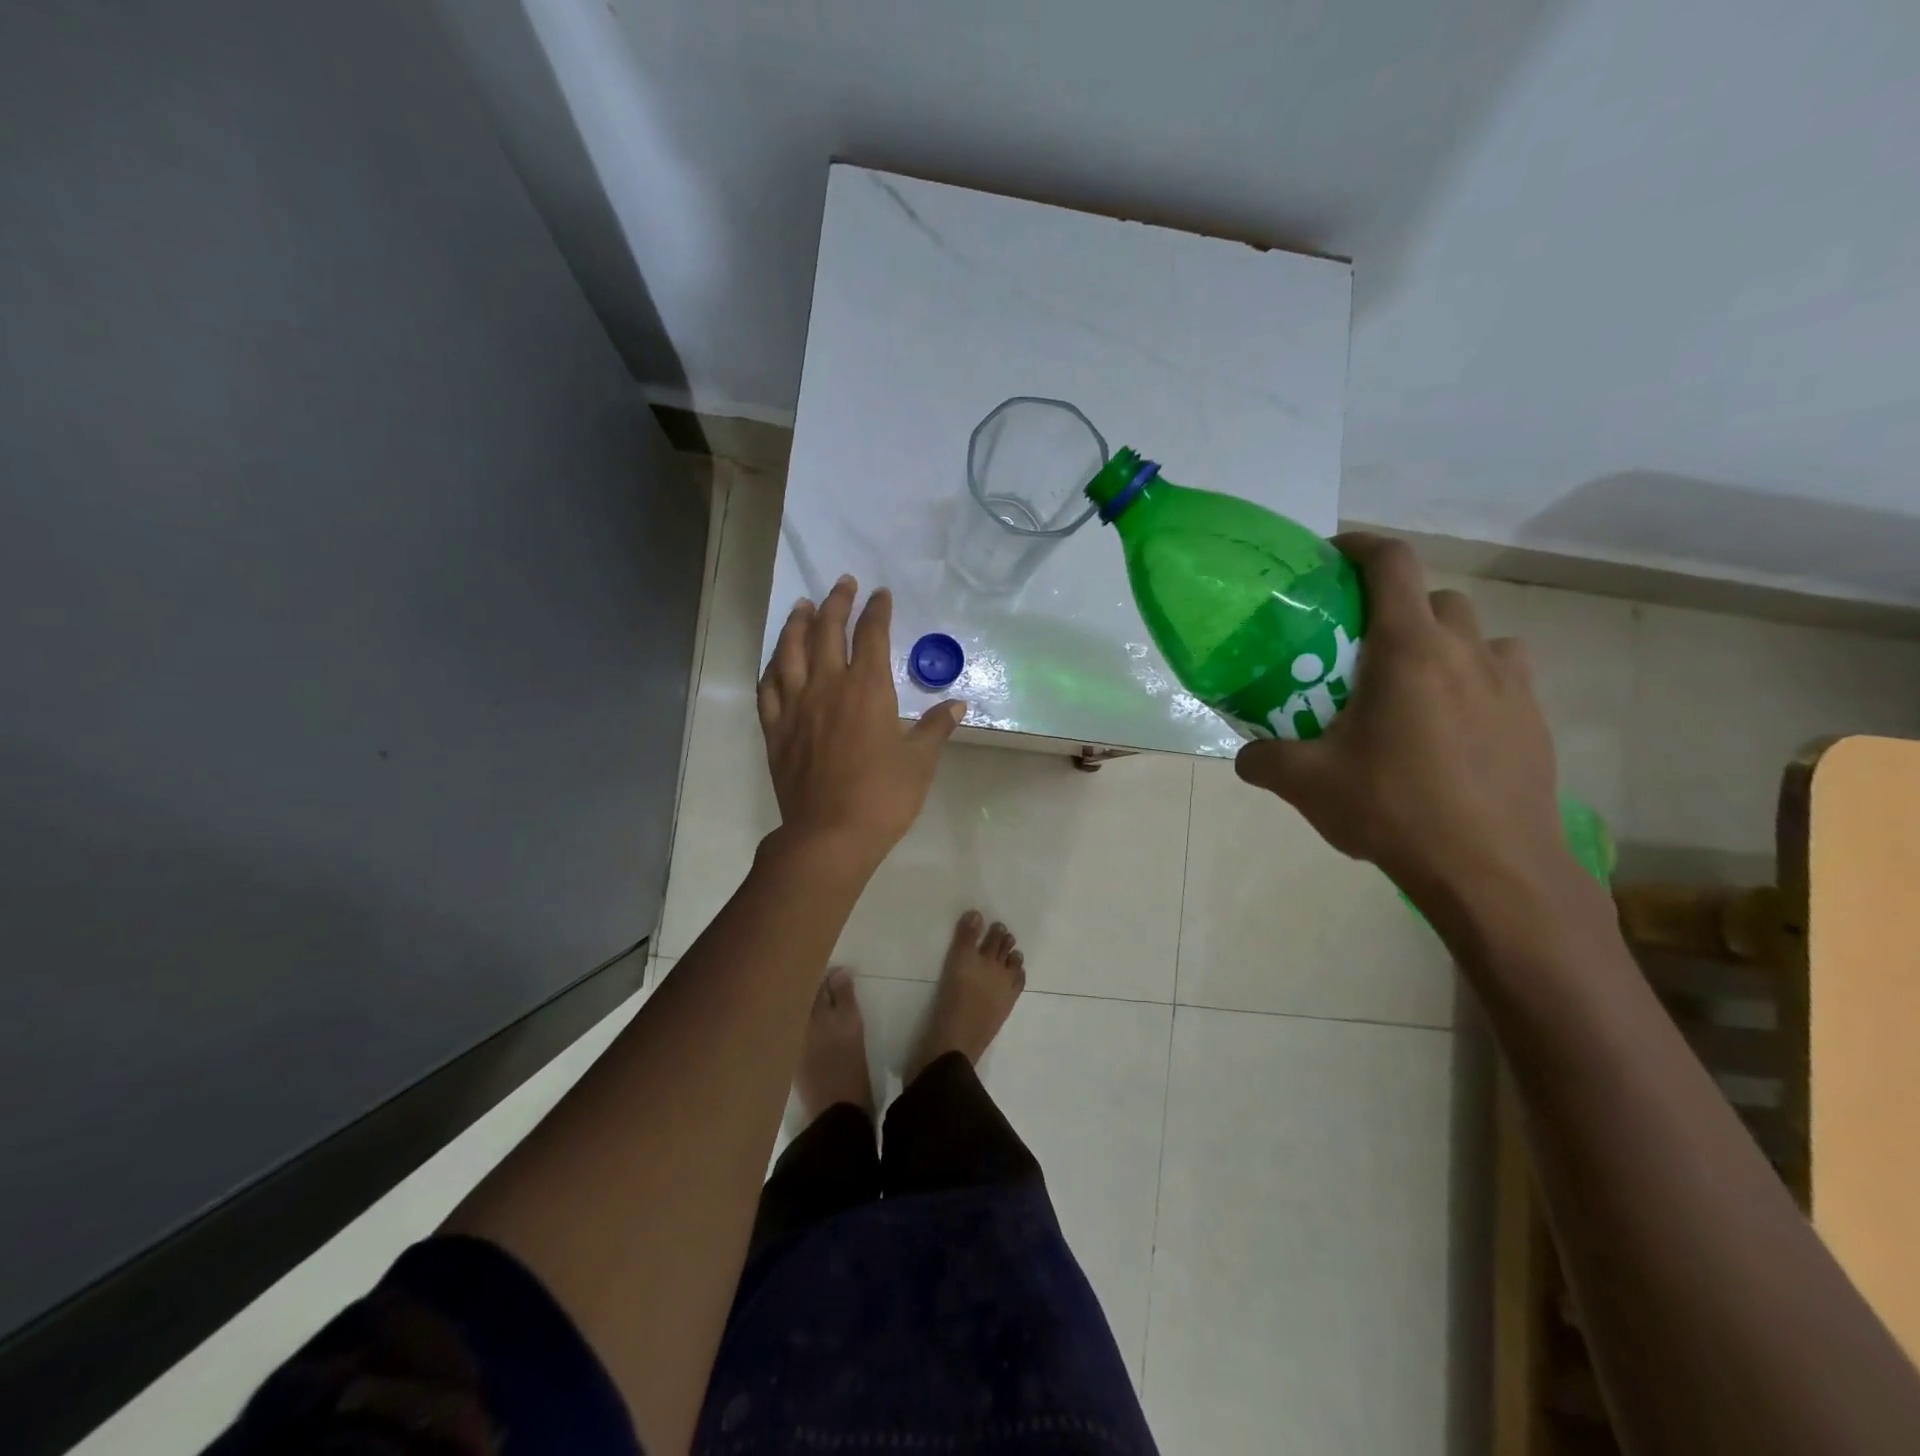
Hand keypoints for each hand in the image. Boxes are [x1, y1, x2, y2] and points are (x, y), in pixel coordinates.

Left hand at [757, 576, 963, 867]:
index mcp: (867, 689)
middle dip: (837, 602)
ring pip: (790, 651)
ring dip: (798, 623)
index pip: (872, 635)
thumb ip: (936, 728)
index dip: (877, 610)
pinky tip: (776, 659)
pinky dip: (772, 666)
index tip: (880, 594)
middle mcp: (828, 686)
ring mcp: (795, 705)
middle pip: (827, 631)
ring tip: (803, 605)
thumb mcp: (920, 762)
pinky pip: (767, 687)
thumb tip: (957, 705)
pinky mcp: (775, 728)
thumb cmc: (883, 797)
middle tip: (843, 583)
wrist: (829, 834)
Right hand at [1234, 534, 1572, 913]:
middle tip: (1361, 648)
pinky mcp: (1534, 720)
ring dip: (1442, 645)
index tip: (1331, 557)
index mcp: (1408, 651)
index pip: (1392, 564)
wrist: (1492, 870)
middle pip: (1434, 598)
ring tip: (1411, 688)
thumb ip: (1264, 758)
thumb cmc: (1394, 809)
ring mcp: (1511, 685)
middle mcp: (1465, 652)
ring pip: (1476, 636)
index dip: (1360, 546)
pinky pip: (1503, 677)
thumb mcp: (1307, 784)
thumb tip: (1247, 754)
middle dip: (1397, 608)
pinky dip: (1473, 683)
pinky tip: (1448, 730)